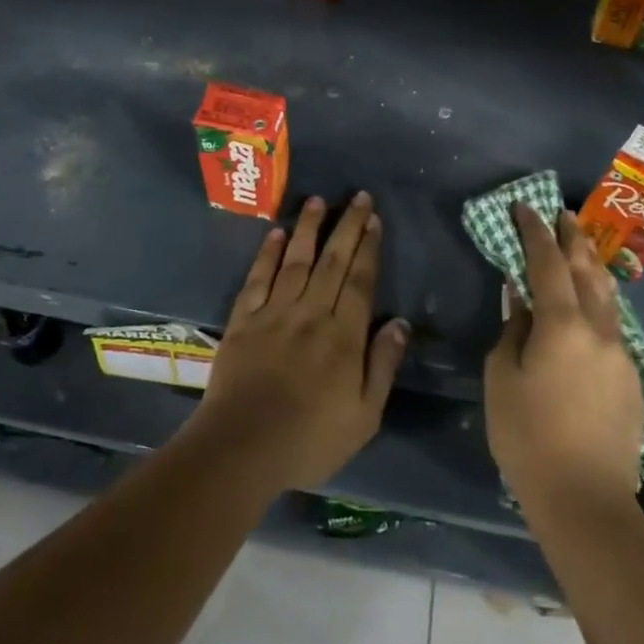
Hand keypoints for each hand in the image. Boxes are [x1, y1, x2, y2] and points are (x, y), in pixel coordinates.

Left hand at [190, 193, 408, 494]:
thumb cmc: (310, 439)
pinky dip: (267, 254)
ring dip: (309, 229)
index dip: (368, 248)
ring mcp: (274, 313)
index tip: (374, 220)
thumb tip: (400, 323)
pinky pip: (258, 278)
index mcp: (343, 336)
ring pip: (296, 261)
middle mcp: (310, 313)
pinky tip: (276, 233)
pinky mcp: (244, 320)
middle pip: (332, 262)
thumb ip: (383, 366)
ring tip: (318, 200)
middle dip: (347, 227)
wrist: (243, 446)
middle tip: (358, 196)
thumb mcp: (364, 416)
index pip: (360, 281)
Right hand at [484, 206, 643, 512]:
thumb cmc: (528, 436)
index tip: (524, 208)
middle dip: (573, 238)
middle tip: (562, 213)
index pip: (548, 263)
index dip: (535, 232)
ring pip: (608, 297)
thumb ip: (513, 330)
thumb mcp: (502, 378)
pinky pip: (613, 326)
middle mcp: (600, 331)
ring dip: (592, 266)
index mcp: (563, 325)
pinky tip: (590, 306)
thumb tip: (522, 302)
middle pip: (588, 271)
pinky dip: (599, 302)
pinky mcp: (632, 381)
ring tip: (581, 247)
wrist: (586, 501)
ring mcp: (622, 356)